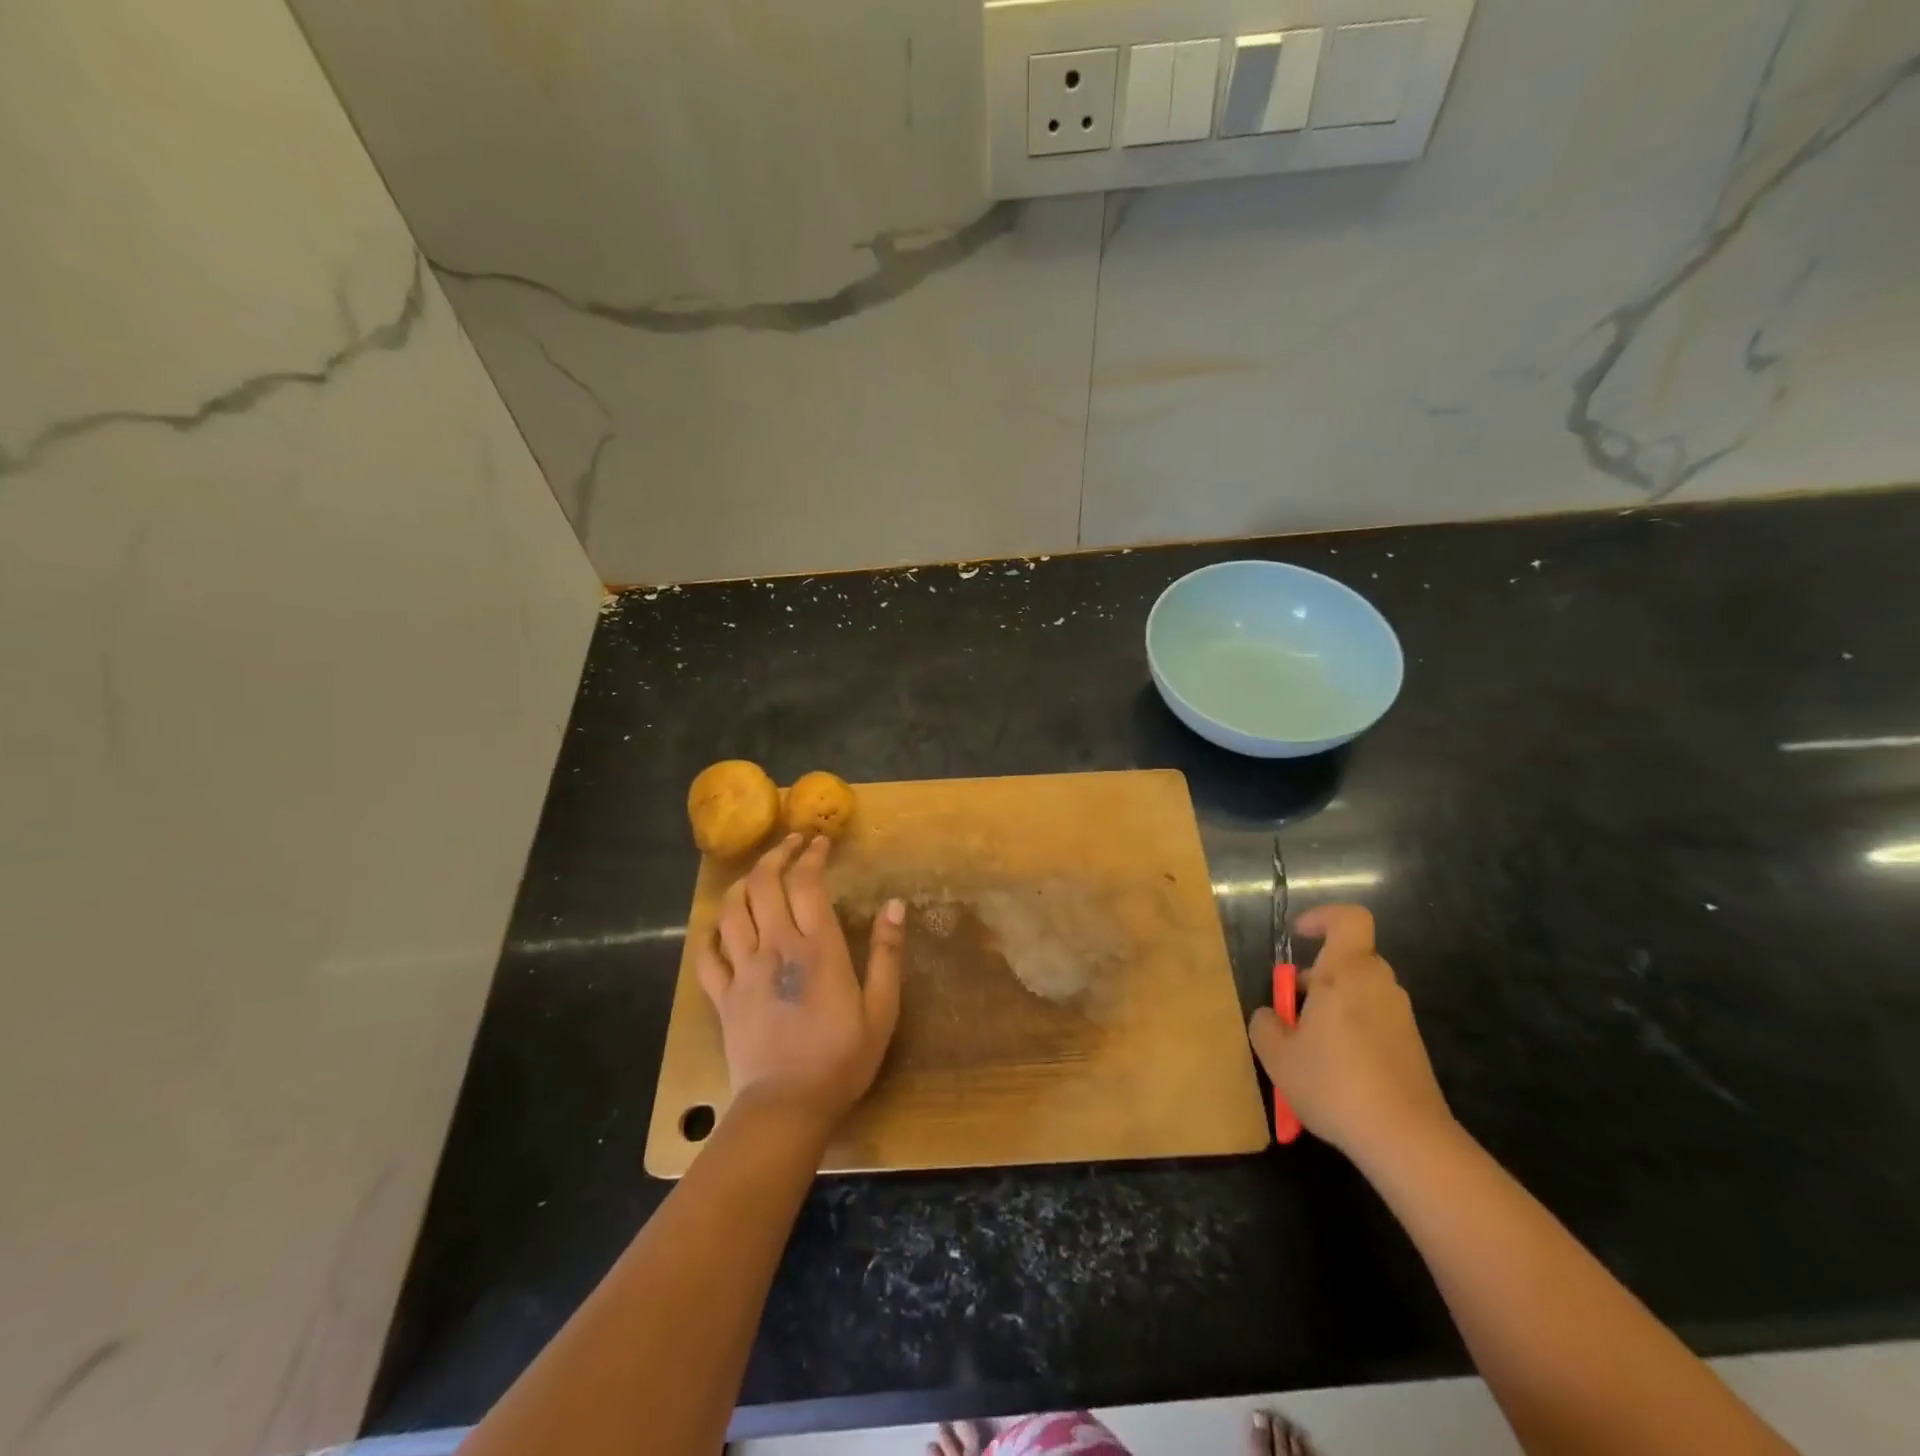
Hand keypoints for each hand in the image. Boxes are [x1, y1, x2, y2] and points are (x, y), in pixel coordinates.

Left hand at [696, 833, 903, 1135]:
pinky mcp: (722, 996)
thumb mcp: (882, 1009)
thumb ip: (888, 954)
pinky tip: (721, 925)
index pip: (807, 883)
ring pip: (731, 910)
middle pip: (764, 884)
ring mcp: (743, 970)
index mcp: (818, 947)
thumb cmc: (842, 1058)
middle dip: (776, 855)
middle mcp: (776, 947)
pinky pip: (707, 954)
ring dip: (744, 883)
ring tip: (758, 874)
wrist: (787, 1107)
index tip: (820, 841)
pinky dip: (712, 932)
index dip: (812, 855)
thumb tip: (895, 905)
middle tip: (791, 844)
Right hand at [1247, 904, 1452, 1163]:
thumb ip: (1265, 1025)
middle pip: (1348, 960)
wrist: (1407, 1139)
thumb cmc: (1334, 1084)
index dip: (1322, 918)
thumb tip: (1271, 1015)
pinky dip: (1351, 1032)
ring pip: (1359, 992)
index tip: (1298, 936)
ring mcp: (1399, 1016)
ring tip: (1309, 1049)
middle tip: (1291, 1010)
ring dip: (1332, 1007)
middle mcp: (1378, 985)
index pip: (1348, 919)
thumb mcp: (1277, 1056)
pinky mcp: (1411, 1046)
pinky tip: (1336, 1073)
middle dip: (1316, 977)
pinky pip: (1374, 1020)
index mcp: (1346, 973)